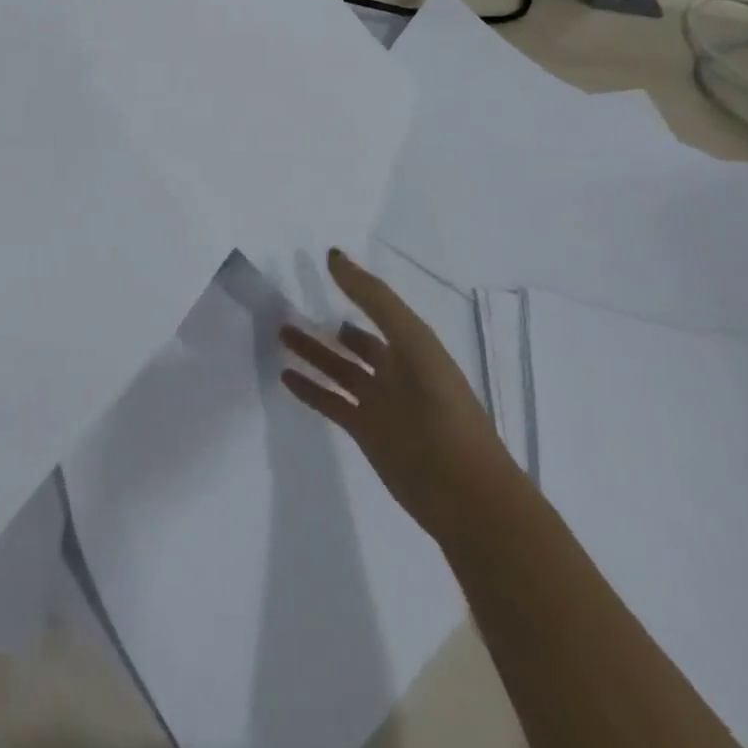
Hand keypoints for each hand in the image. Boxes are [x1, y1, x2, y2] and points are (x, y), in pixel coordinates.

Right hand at [280, 248, 517, 535]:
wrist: (465, 492)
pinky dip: (309, 389)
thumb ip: (374, 299)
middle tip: (292, 308)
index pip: (378, 309)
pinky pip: (330, 402)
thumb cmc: (443, 407)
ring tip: (282, 334)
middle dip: (329, 326)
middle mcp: (396, 372)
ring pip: (339, 370)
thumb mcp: (413, 342)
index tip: (325, 268)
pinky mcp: (365, 432)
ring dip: (313, 352)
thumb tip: (334, 256)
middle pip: (356, 342)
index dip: (355, 288)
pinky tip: (286, 375)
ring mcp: (380, 403)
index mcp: (414, 347)